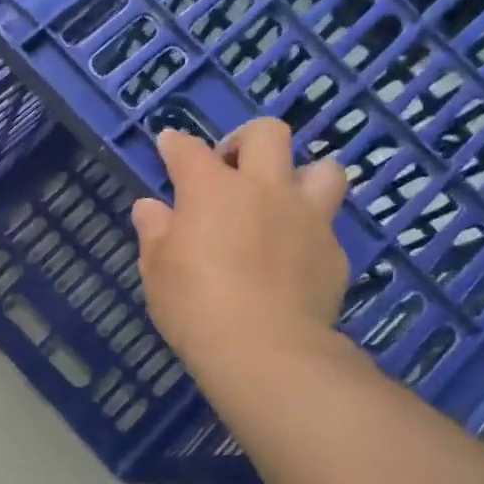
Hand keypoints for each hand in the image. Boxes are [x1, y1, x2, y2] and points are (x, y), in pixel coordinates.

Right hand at [132, 121, 350, 384]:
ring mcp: (306, 217)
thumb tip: (150, 207)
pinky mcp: (333, 251)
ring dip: (301, 176)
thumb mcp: (157, 271)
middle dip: (246, 141)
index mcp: (212, 190)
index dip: (175, 144)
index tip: (169, 144)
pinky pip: (325, 226)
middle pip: (268, 134)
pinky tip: (292, 258)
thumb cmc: (194, 306)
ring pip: (323, 168)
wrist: (264, 348)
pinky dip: (307, 233)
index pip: (189, 151)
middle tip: (231, 168)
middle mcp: (264, 189)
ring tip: (282, 201)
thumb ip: (155, 232)